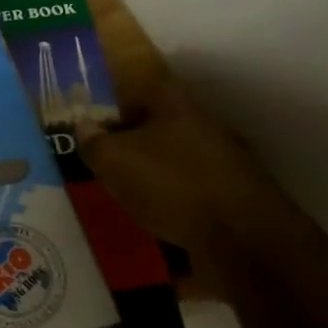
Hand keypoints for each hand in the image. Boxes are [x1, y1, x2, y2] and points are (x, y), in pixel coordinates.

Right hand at [79, 80, 287, 259]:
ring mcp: (228, 166)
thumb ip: (94, 142)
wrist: (244, 240)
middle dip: (136, 142)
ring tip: (128, 196)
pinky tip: (158, 224)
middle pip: (164, 127)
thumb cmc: (172, 184)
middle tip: (107, 160)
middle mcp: (207, 129)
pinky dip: (176, 206)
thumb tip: (84, 125)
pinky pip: (195, 197)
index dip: (120, 99)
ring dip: (157, 176)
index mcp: (179, 107)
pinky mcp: (237, 202)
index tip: (97, 117)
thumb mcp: (115, 160)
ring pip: (181, 163)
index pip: (146, 87)